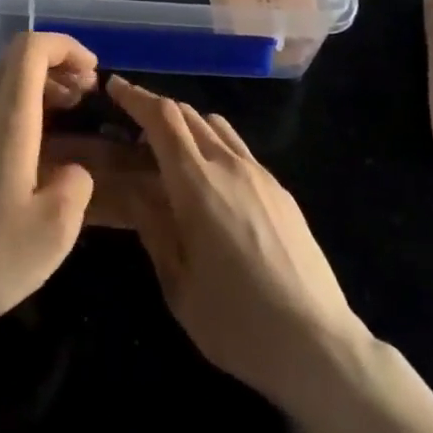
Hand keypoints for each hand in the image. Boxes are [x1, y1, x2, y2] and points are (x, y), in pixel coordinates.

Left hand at [0, 33, 98, 344]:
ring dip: (34, 92)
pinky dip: (14, 116)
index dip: (65, 47)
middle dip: (53, 66)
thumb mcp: (55, 228)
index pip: (30, 48)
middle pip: (12, 61)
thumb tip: (71, 171)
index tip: (92, 72)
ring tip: (65, 123)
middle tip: (84, 95)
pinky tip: (28, 159)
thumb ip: (76, 185)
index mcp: (6, 118)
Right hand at [108, 77, 360, 408]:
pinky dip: (213, 145)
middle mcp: (227, 165)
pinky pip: (238, 148)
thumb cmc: (237, 322)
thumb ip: (153, 229)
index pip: (161, 118)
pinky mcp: (280, 190)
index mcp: (196, 183)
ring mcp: (259, 174)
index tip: (114, 87)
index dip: (135, 96)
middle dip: (156, 111)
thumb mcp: (178, 284)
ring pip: (215, 126)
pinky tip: (211, 183)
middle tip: (133, 129)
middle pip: (187, 114)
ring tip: (171, 154)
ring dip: (187, 125)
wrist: (318, 345)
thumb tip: (136, 190)